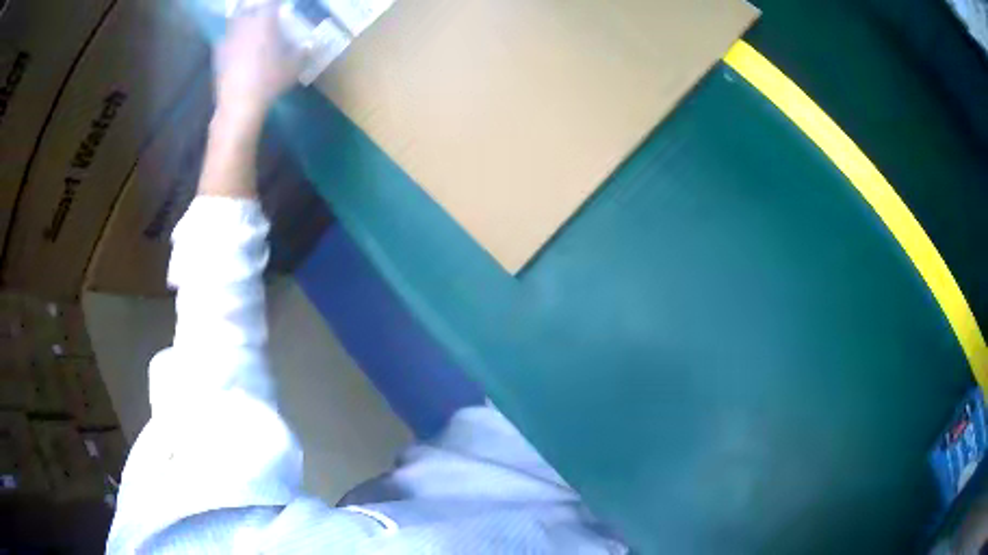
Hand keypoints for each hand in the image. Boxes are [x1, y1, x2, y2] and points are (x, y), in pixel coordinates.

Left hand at [214, 3, 301, 123]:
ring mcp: (229, 40)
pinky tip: (233, 45)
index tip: (280, 4)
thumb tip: (310, 44)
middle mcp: (245, 25)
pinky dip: (229, 39)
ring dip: (242, 19)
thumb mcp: (294, 67)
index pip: (271, 3)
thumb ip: (303, 51)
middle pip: (249, 7)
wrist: (239, 105)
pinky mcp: (218, 55)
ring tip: (248, 24)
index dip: (276, 3)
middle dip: (256, 7)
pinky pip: (223, 39)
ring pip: (234, 21)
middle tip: (263, 12)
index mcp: (265, 22)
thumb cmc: (269, 81)